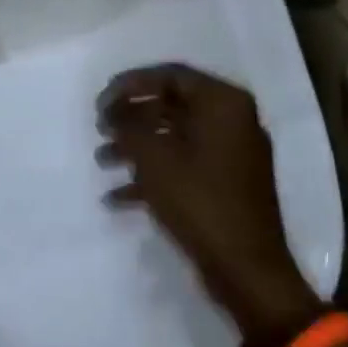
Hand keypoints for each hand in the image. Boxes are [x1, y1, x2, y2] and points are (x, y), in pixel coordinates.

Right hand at [97, 64, 323, 346]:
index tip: (101, 100)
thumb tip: (113, 113)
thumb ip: (128, 127)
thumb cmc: (200, 201)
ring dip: (137, 147)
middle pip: (172, 105)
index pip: (170, 75)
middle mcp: (233, 121)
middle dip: (131, 117)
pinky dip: (153, 176)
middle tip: (99, 128)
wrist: (248, 271)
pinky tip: (116, 198)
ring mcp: (232, 155)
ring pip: (175, 138)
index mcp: (224, 103)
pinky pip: (185, 167)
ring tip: (102, 161)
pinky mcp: (227, 186)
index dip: (130, 84)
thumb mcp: (154, 158)